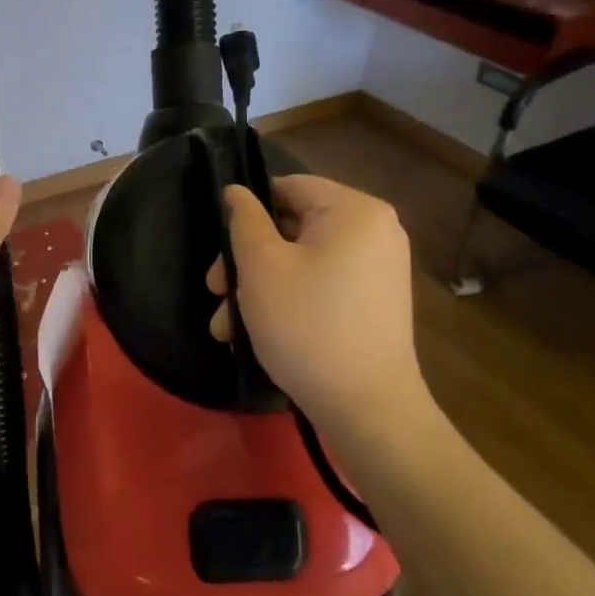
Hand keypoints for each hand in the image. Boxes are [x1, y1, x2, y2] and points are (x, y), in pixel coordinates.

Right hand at [208, 175, 430, 436]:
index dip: (247, 212)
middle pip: (293, 227)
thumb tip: (237, 192)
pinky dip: (290, 300)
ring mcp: (379, 269)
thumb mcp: (261, 266)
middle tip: (215, 292)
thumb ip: (244, 220)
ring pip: (303, 261)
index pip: (288, 187)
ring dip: (260, 288)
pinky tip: (258, 334)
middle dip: (248, 261)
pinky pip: (323, 284)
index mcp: (354, 210)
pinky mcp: (375, 302)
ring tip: (227, 327)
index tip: (220, 249)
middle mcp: (375, 231)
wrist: (368, 408)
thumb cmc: (307, 325)